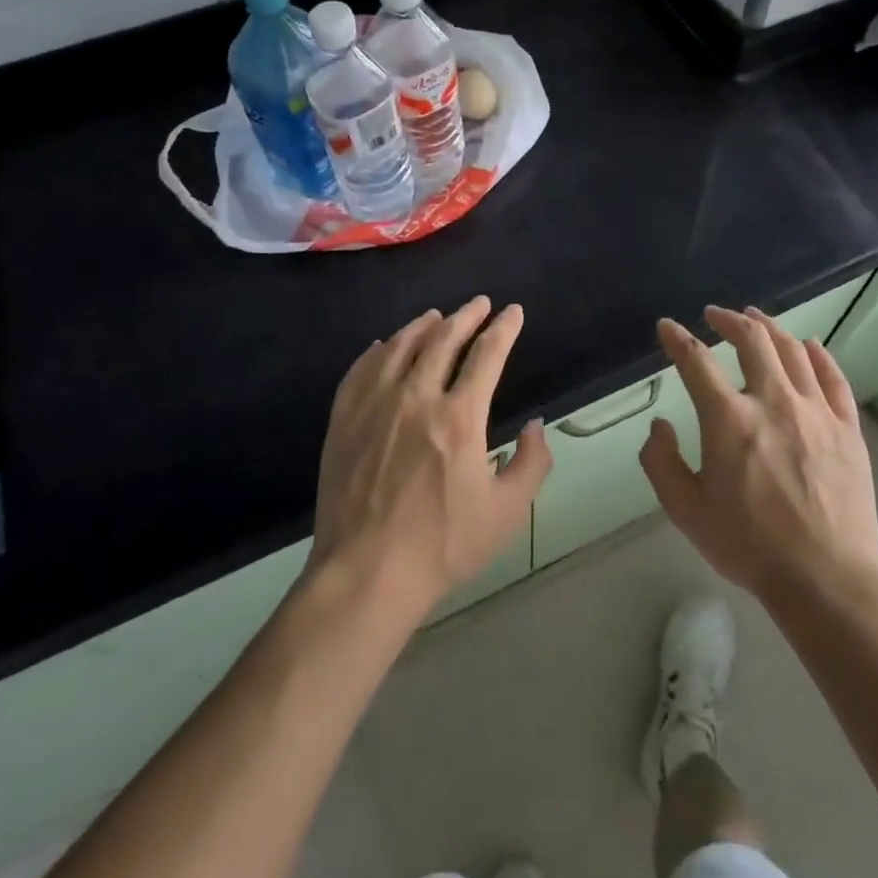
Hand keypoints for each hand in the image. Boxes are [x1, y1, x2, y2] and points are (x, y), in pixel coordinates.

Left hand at [312, 297, 551, 621]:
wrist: (366, 572)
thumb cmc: (443, 545)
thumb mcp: (507, 513)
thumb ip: (531, 463)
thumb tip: (534, 425)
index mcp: (459, 417)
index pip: (487, 355)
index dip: (504, 328)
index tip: (514, 312)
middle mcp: (416, 397)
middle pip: (443, 339)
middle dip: (467, 316)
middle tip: (479, 304)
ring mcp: (374, 405)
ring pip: (400, 346)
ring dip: (423, 326)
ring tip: (436, 316)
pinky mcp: (344, 419)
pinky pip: (361, 369)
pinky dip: (378, 350)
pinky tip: (384, 346)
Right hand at [638, 305, 877, 605]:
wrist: (826, 578)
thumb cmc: (749, 545)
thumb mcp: (685, 511)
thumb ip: (661, 462)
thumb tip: (661, 425)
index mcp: (728, 420)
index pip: (696, 361)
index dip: (677, 338)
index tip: (667, 327)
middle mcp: (772, 401)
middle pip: (751, 340)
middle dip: (728, 319)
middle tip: (715, 315)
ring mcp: (815, 411)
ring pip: (792, 350)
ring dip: (769, 327)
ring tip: (755, 319)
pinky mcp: (847, 427)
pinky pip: (832, 377)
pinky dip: (817, 354)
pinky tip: (808, 345)